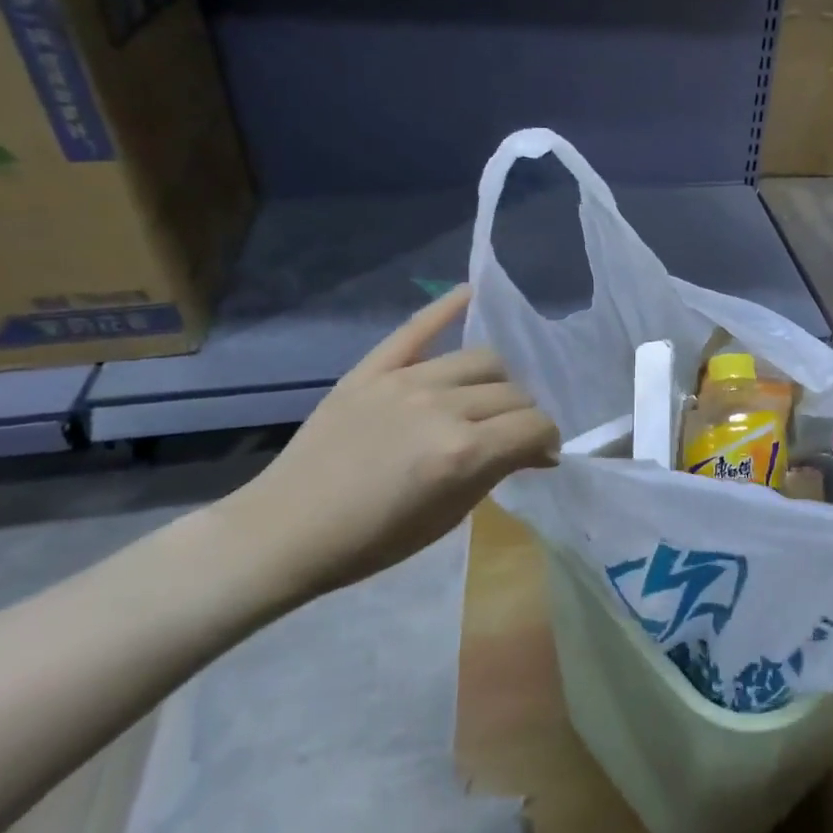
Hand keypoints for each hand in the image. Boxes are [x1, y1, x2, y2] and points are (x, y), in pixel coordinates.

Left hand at [219, 287, 559, 604]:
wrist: (285, 532)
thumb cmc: (373, 540)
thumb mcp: (449, 517)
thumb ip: (497, 471)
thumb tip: (536, 449)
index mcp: (464, 453)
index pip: (535, 425)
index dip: (546, 440)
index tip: (540, 455)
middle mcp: (442, 407)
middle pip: (513, 393)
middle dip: (522, 417)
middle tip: (508, 437)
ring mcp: (405, 381)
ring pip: (482, 359)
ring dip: (497, 382)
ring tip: (484, 400)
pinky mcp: (372, 370)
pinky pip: (417, 328)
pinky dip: (447, 307)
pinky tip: (470, 293)